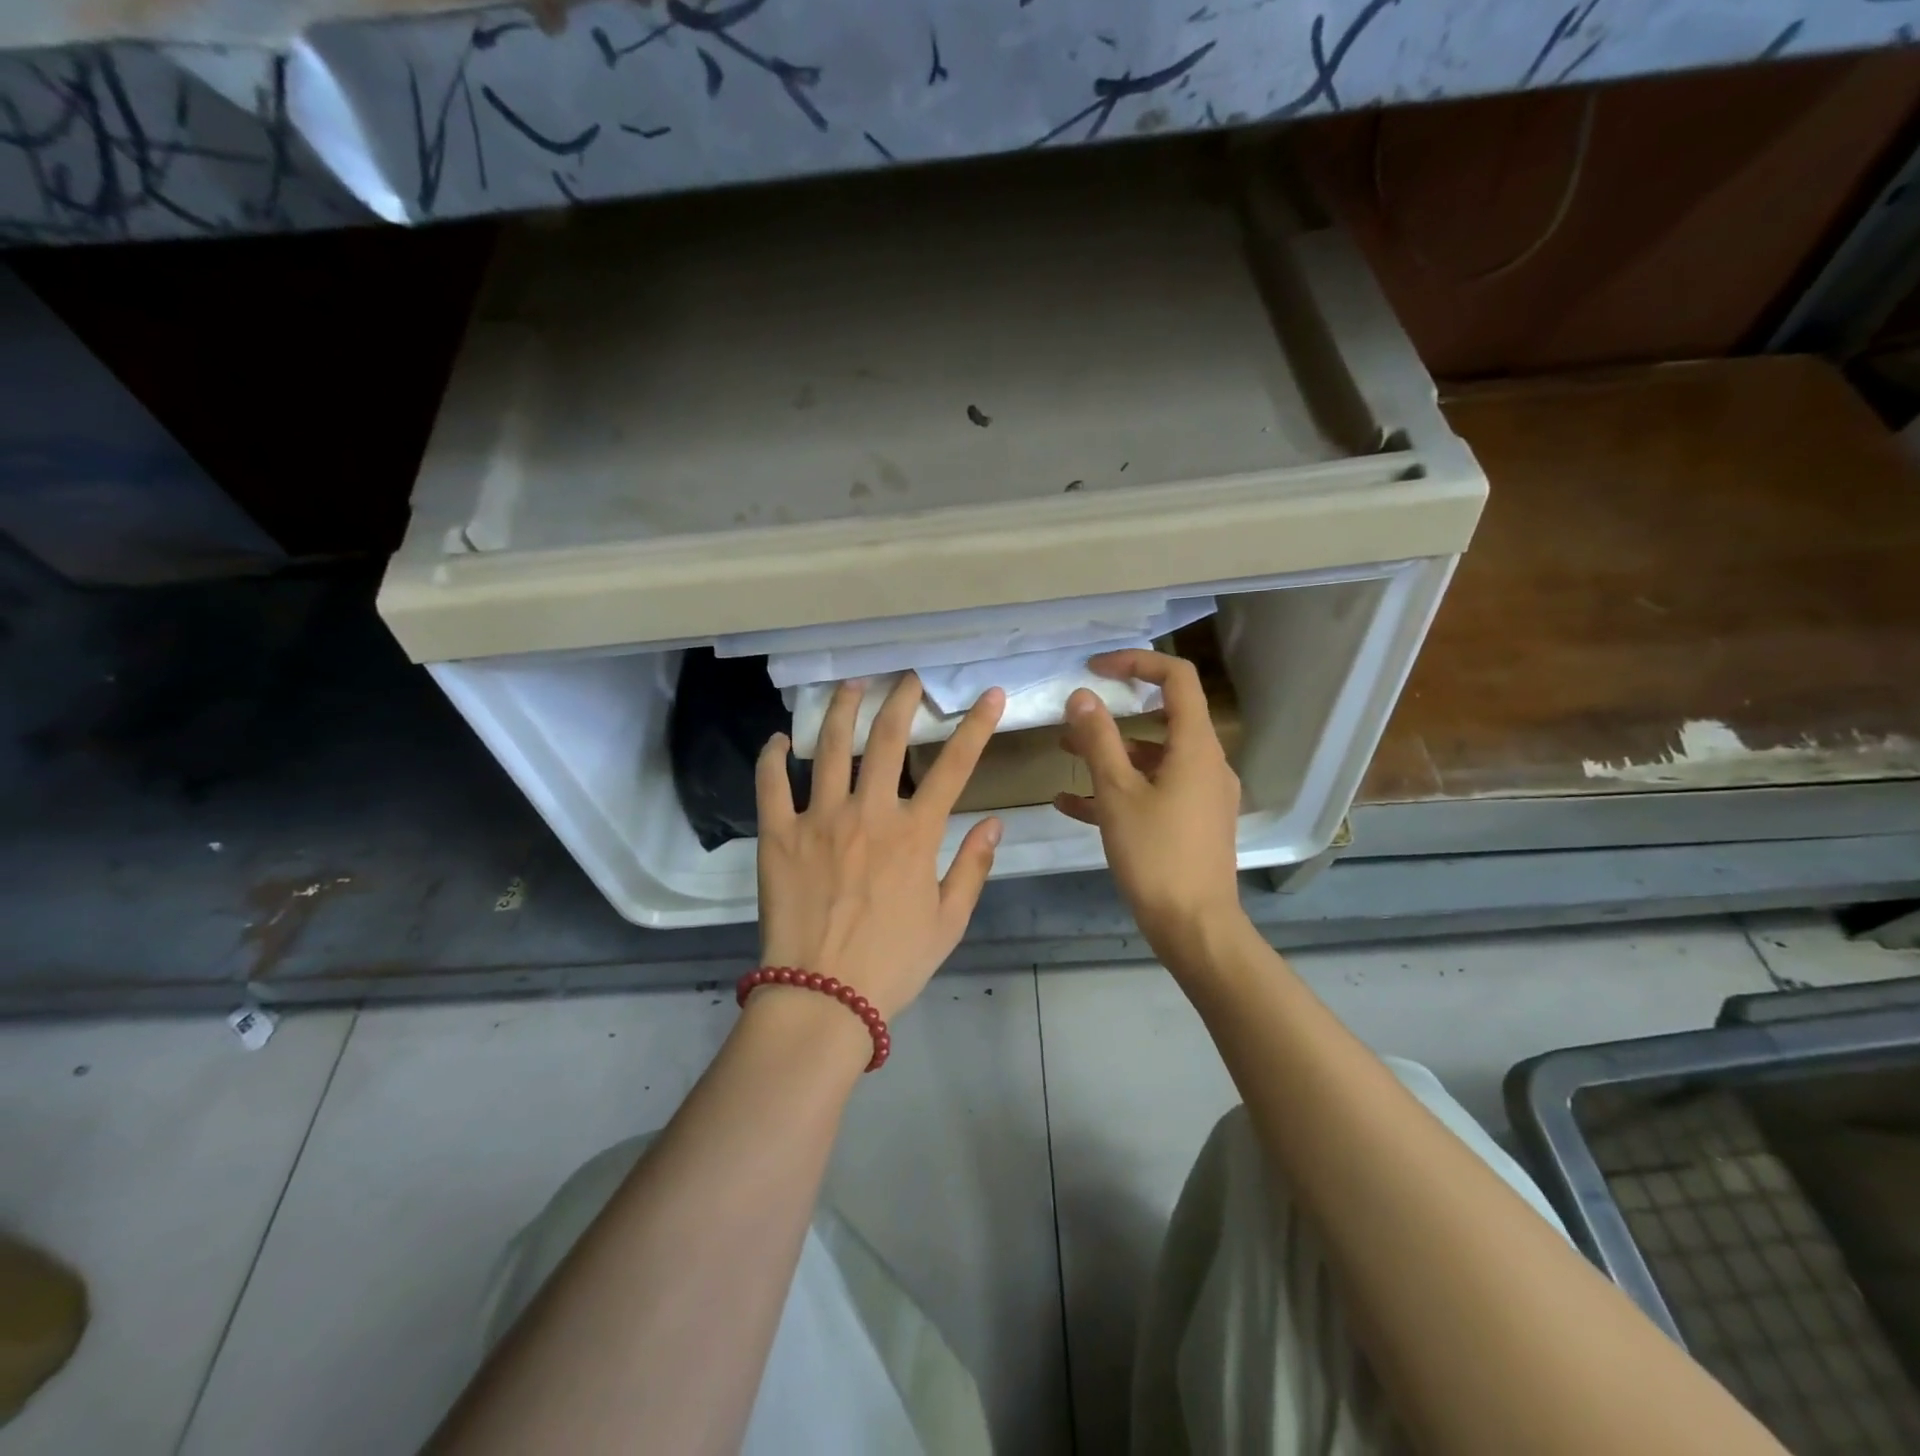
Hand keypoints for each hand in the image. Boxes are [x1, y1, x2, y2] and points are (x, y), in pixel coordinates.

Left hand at [756, 674, 1005, 1020]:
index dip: (976, 725)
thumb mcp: (948, 922)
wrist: (823, 998)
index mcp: (915, 834)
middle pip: (888, 739)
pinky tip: (779, 738)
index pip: (955, 766)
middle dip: (901, 699)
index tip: (989, 694)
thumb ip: (973, 868)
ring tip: (851, 685)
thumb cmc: (893, 963)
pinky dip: (773, 756)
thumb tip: (995, 823)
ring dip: (842, 708)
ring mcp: (819, 820)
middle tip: (907, 678)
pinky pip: (771, 784)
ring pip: (831, 747)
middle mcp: (869, 813)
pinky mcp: (778, 835)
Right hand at [1054, 650, 1246, 964]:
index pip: (1177, 679)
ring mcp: (1201, 796)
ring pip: (1153, 760)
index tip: (1095, 669)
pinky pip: (1153, 793)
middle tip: (1074, 716)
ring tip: (1063, 757)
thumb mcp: (1117, 793)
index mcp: (1196, 747)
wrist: (1194, 928)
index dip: (1137, 662)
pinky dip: (1119, 790)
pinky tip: (1071, 805)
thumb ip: (1098, 740)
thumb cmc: (1156, 855)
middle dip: (1113, 715)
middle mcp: (1206, 764)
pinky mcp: (1192, 823)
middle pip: (1162, 719)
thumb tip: (1082, 696)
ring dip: (1110, 754)